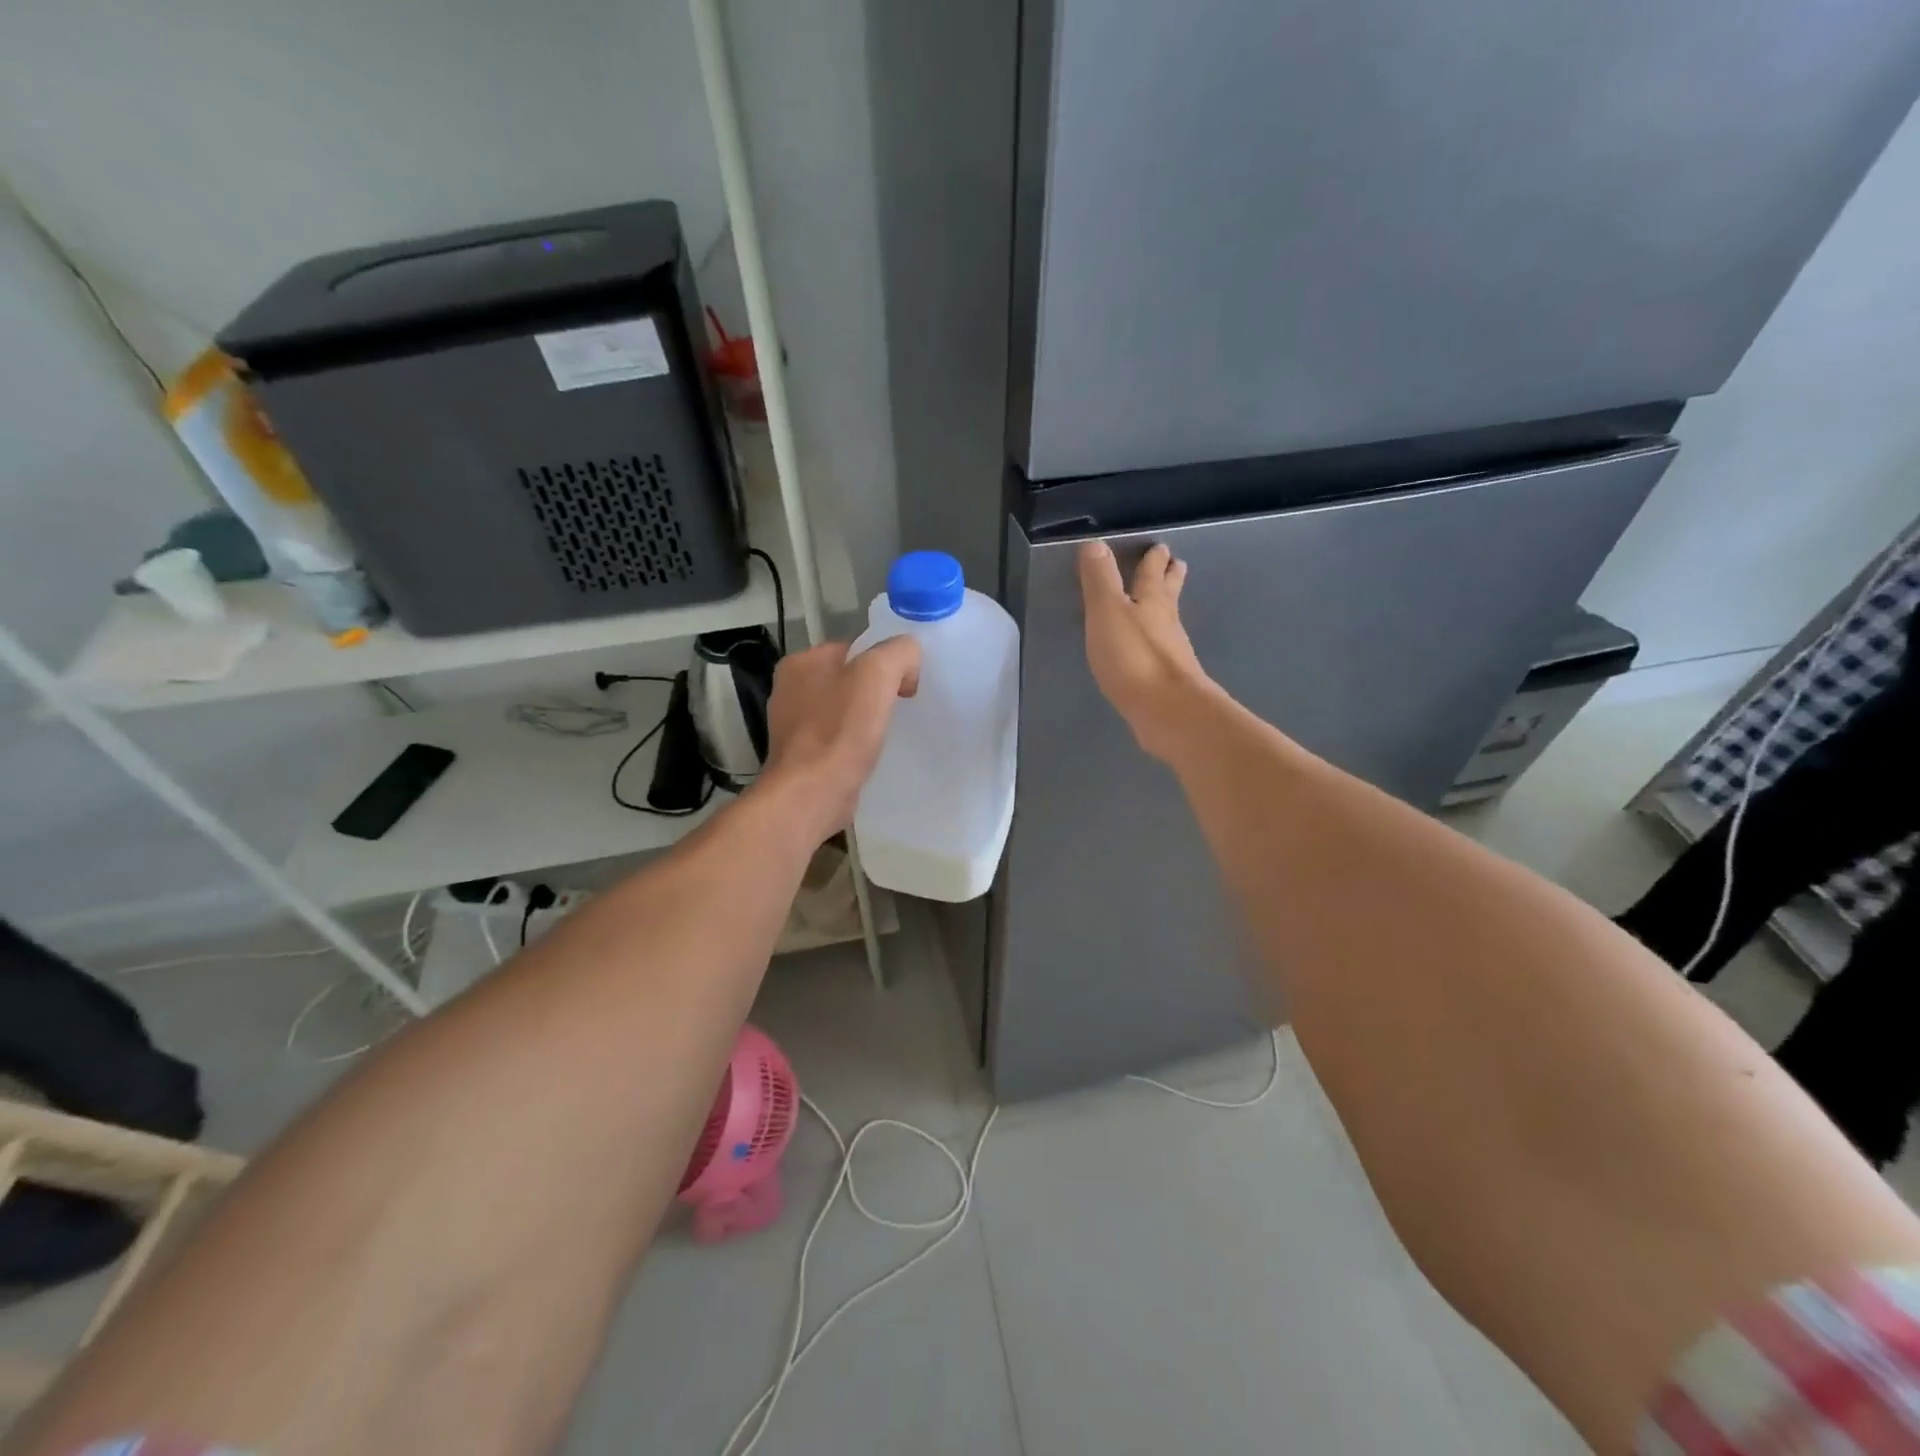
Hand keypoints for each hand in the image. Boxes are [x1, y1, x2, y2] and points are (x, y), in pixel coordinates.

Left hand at [757, 637, 921, 836]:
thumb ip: (899, 653)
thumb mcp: (878, 673)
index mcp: (801, 662)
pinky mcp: (800, 756)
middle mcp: (790, 689)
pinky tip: (869, 755)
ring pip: (842, 710)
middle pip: (848, 679)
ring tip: (887, 733)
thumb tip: (909, 663)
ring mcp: (792, 725)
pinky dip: (853, 744)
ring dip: (865, 719)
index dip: (886, 662)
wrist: (811, 794)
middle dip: (875, 691)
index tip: (907, 685)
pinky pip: (836, 739)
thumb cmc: (840, 730)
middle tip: (901, 708)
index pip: (854, 648)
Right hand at [1078, 540, 1214, 760]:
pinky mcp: (1169, 682)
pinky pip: (1163, 653)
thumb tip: (1096, 543)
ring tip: (1165, 605)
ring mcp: (1172, 655)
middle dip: (1169, 579)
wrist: (1167, 712)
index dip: (1154, 560)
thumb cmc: (1134, 658)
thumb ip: (1100, 580)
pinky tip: (1154, 651)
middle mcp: (1167, 624)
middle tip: (1177, 564)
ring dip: (1166, 610)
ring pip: (1169, 623)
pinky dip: (1159, 644)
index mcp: (1151, 602)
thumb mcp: (1108, 612)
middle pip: (1168, 595)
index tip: (1161, 547)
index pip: (1151, 574)